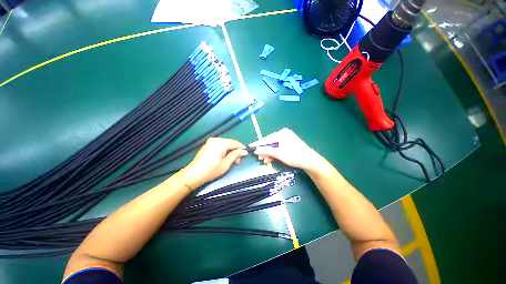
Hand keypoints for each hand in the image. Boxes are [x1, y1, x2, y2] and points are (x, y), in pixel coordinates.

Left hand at [181, 138, 247, 189]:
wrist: (193, 174)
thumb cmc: (211, 170)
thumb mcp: (226, 164)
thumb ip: (235, 155)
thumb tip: (244, 151)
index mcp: (220, 143)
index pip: (235, 143)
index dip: (241, 147)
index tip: (246, 153)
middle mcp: (215, 140)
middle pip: (230, 143)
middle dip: (235, 151)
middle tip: (238, 161)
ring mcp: (210, 142)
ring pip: (225, 144)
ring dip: (230, 151)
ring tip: (232, 160)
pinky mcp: (207, 145)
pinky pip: (219, 145)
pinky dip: (224, 150)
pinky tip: (225, 157)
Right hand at [249, 128, 325, 172]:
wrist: (309, 161)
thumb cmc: (294, 155)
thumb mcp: (278, 153)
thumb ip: (266, 151)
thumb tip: (256, 150)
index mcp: (281, 133)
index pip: (266, 139)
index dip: (258, 144)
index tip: (250, 146)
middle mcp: (283, 134)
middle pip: (270, 143)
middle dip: (265, 151)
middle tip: (260, 158)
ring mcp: (287, 139)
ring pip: (274, 146)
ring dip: (269, 153)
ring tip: (265, 160)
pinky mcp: (289, 144)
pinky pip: (279, 148)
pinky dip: (274, 154)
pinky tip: (271, 159)